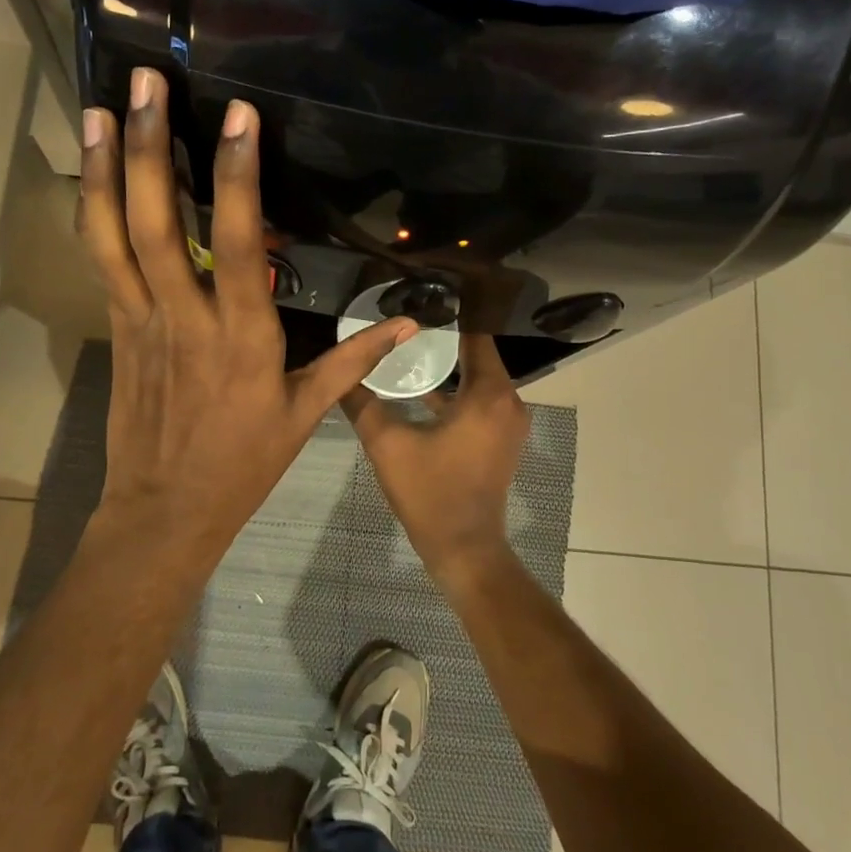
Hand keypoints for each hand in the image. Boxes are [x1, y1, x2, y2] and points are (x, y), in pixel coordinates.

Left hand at [79, 68, 417, 557]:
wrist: (165, 510)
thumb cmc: (242, 463)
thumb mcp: (306, 413)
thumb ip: (354, 359)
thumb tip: (410, 324)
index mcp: (241, 336)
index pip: (237, 242)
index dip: (235, 175)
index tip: (237, 116)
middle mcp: (184, 317)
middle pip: (158, 224)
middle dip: (150, 149)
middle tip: (144, 83)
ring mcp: (140, 321)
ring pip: (113, 237)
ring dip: (104, 171)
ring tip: (98, 109)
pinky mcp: (117, 329)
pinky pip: (101, 262)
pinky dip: (94, 213)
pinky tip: (91, 172)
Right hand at [343, 332, 530, 567]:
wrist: (464, 548)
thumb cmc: (430, 493)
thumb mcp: (387, 445)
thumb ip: (362, 404)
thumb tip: (341, 373)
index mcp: (488, 395)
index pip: (474, 336)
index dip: (448, 318)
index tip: (418, 303)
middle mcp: (509, 401)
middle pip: (477, 354)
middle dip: (443, 339)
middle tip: (404, 324)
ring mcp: (509, 422)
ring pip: (479, 377)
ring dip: (450, 365)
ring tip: (408, 349)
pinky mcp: (502, 438)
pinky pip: (481, 399)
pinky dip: (457, 390)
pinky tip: (423, 388)